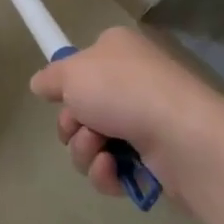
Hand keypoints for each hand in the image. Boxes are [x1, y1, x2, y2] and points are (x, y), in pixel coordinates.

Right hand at [29, 27, 223, 201]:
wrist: (184, 136)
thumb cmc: (123, 90)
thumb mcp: (72, 73)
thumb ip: (51, 78)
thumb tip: (39, 84)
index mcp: (118, 51)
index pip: (83, 66)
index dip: (67, 86)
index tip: (60, 99)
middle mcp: (134, 82)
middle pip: (84, 108)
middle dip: (72, 125)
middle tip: (78, 127)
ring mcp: (147, 122)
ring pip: (95, 142)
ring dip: (85, 150)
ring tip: (99, 151)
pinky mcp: (156, 161)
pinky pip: (115, 170)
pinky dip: (107, 172)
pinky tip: (113, 170)